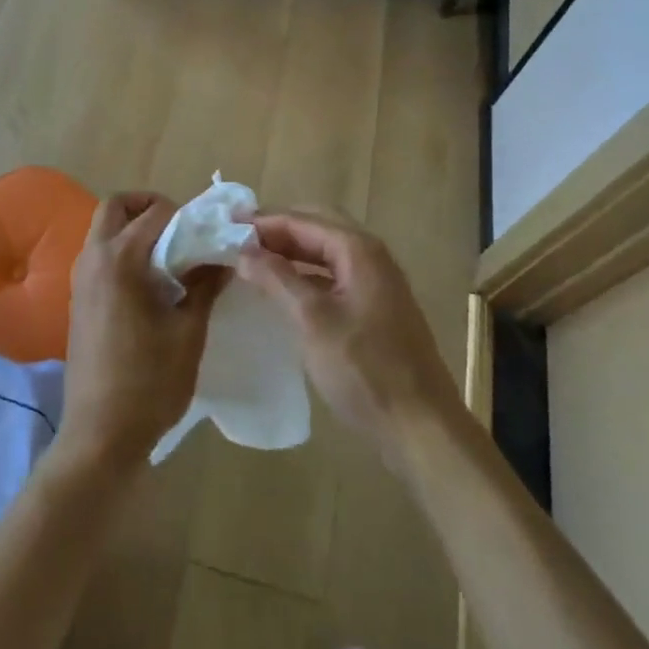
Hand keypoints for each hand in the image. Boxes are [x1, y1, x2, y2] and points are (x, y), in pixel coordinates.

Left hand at [59, 193, 224, 473]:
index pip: (156, 213)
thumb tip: (222, 257)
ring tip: (169, 256)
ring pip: (103, 229)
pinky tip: (149, 283)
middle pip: (116, 206)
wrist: (100, 435)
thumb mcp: (188, 332)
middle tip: (180, 229)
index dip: (186, 215)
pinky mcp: (77, 299)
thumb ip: (204, 286)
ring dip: (133, 228)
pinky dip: (122, 250)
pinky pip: (99, 254)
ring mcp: (80, 278)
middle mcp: (94, 258)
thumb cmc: (149, 382)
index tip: (208, 233)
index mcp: (120, 259)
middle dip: (148, 206)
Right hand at [237, 211, 463, 472]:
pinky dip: (307, 273)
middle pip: (317, 227)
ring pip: (326, 252)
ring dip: (292, 251)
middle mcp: (371, 256)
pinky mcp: (377, 309)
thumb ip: (277, 278)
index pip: (302, 220)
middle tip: (239, 237)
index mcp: (358, 249)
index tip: (226, 224)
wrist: (422, 429)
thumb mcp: (312, 320)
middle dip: (278, 229)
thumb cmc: (365, 369)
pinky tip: (286, 290)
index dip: (264, 221)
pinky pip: (335, 274)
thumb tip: (243, 249)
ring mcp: (377, 283)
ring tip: (254, 259)